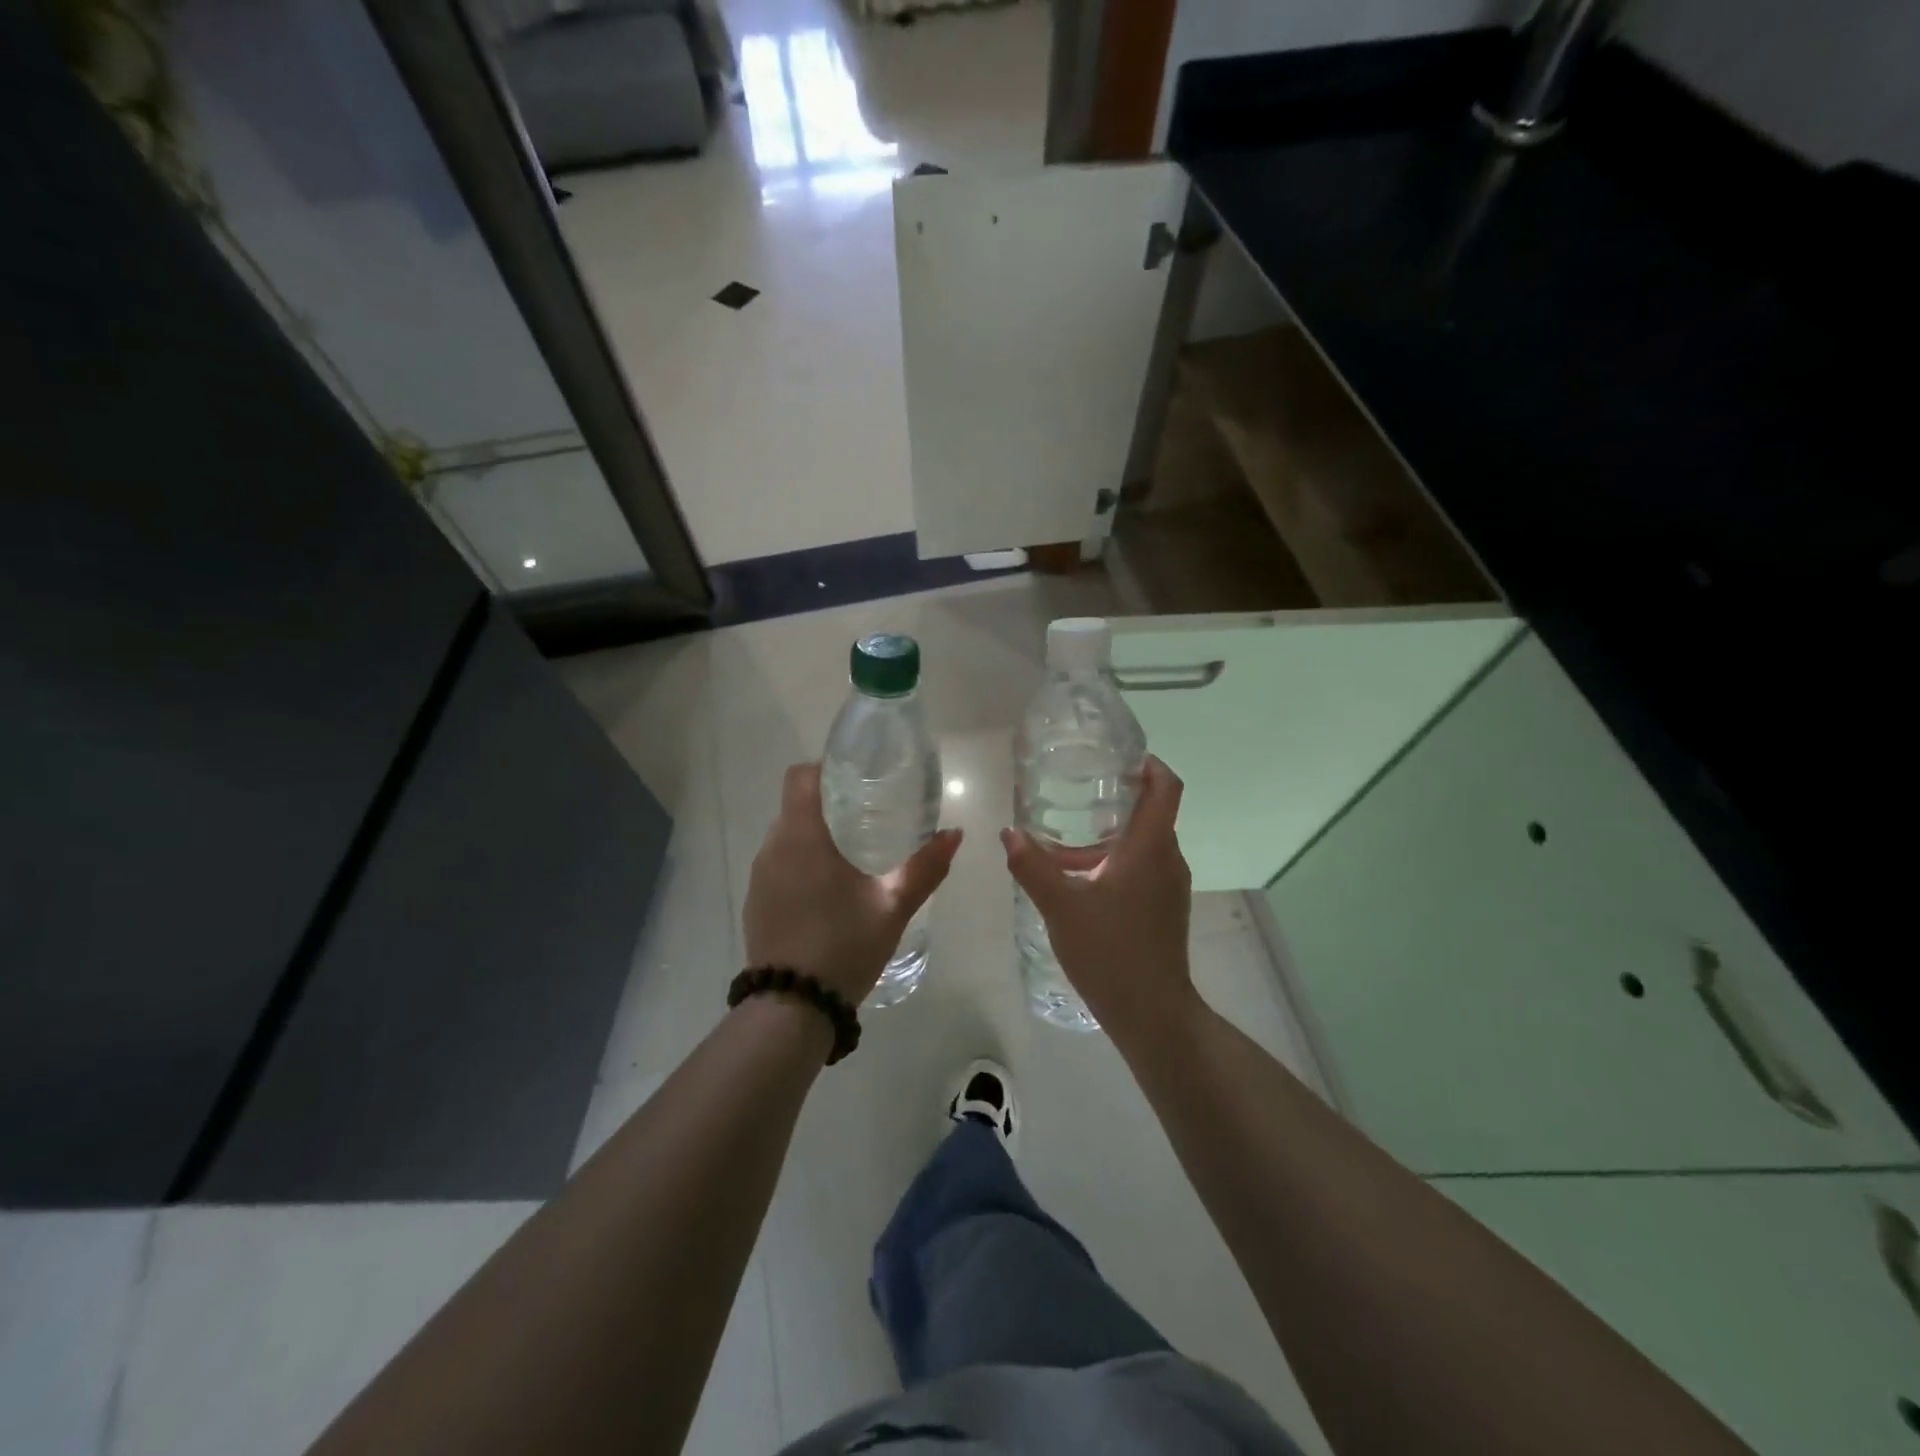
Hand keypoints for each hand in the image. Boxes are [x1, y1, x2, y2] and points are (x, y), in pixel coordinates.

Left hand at [744, 763, 962, 1004]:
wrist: (792, 1007)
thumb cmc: (844, 945)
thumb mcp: (892, 906)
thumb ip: (925, 868)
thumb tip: (955, 834)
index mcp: (803, 836)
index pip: (801, 777)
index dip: (826, 768)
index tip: (855, 777)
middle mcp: (773, 848)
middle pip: (795, 805)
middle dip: (827, 804)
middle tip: (866, 816)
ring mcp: (759, 876)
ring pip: (785, 837)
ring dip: (812, 837)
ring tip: (849, 854)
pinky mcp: (755, 902)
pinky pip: (777, 866)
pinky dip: (799, 864)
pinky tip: (825, 892)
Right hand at [1001, 756, 1196, 1046]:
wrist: (1152, 1013)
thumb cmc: (1110, 950)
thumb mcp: (1060, 905)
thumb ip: (1032, 865)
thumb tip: (1009, 832)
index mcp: (1150, 847)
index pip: (1166, 786)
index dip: (1148, 763)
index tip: (1118, 755)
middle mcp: (1167, 859)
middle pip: (1151, 813)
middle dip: (1116, 798)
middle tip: (1075, 791)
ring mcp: (1169, 886)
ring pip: (1142, 845)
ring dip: (1109, 837)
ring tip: (1064, 842)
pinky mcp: (1164, 909)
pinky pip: (1142, 869)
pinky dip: (1114, 862)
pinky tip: (1078, 881)